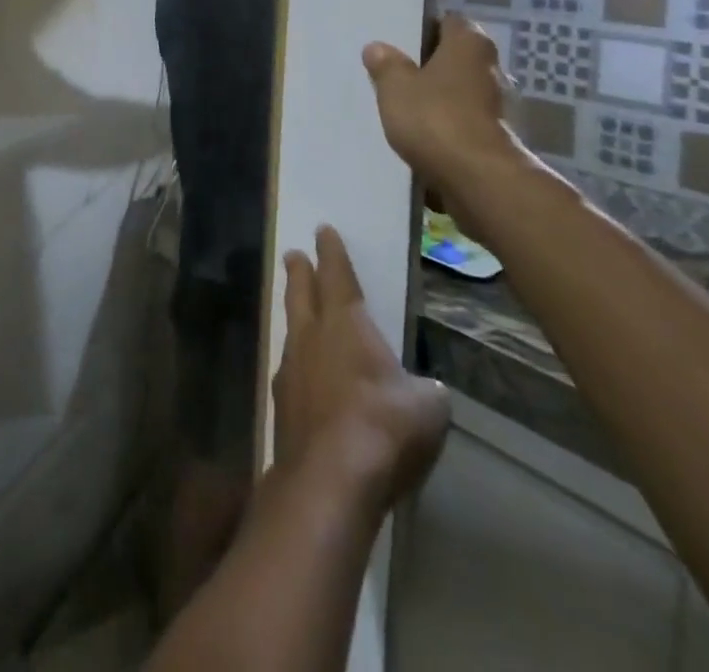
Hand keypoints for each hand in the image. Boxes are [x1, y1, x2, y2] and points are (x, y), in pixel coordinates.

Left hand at [274, 226, 450, 513]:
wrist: (328, 478)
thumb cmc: (383, 428)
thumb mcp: (426, 407)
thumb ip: (425, 390)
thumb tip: (425, 390)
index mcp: (345, 324)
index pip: (338, 276)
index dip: (332, 253)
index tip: (323, 230)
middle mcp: (312, 337)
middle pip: (303, 293)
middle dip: (300, 271)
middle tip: (293, 254)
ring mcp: (291, 370)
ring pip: (292, 329)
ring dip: (295, 314)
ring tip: (298, 311)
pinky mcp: (282, 405)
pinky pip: (289, 370)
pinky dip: (298, 364)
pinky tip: (302, 376)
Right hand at [362, 13, 525, 214]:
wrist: (479, 178)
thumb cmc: (435, 118)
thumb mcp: (395, 87)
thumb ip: (386, 65)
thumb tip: (377, 47)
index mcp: (470, 44)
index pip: (450, 21)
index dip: (426, 28)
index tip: (401, 39)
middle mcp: (492, 67)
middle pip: (457, 57)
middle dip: (432, 64)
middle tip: (398, 71)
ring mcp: (500, 104)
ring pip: (462, 90)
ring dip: (441, 96)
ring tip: (407, 105)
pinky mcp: (498, 136)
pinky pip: (466, 120)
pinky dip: (449, 124)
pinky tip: (424, 134)